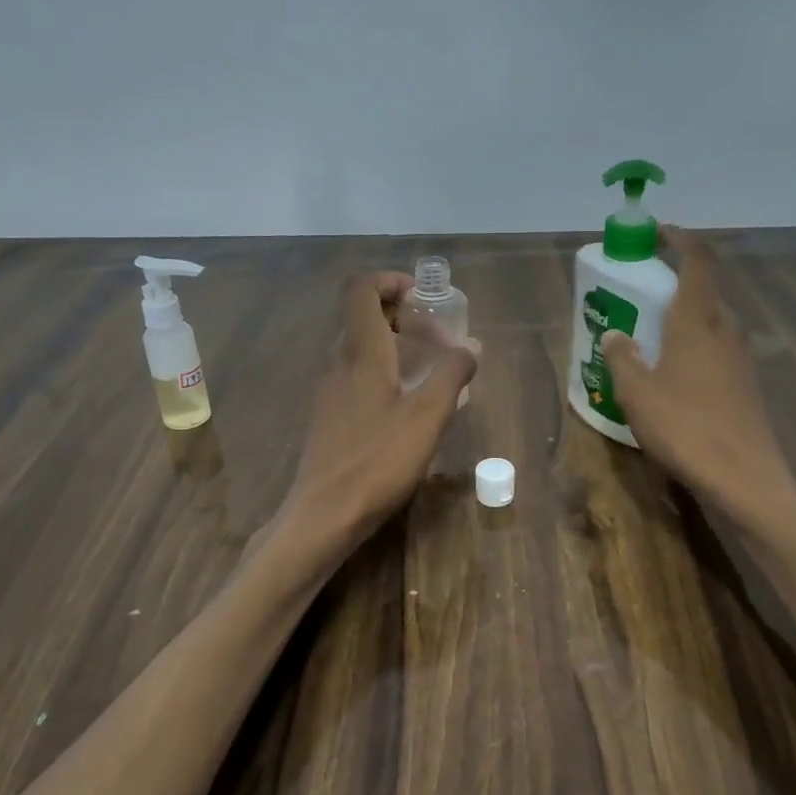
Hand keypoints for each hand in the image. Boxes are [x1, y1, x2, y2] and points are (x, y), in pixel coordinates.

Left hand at [276, 271, 478, 555]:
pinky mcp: (329, 415)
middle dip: (402, 314)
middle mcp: (338, 361)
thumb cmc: (378, 460)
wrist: (324, 514)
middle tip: (439, 338)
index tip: (424, 298)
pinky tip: (408, 405)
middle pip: (362, 315)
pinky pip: (357, 374)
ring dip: (395, 345)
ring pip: (360, 347)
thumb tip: (471, 347)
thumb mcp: (428, 416)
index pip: (361, 288)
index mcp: (360, 351)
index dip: (390, 280)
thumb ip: (452, 374)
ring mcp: (329, 389)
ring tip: (431, 371)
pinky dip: (384, 371)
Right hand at [600, 228, 795, 533]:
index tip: (657, 234)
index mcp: (699, 321)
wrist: (744, 479)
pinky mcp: (746, 384)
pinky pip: (717, 349)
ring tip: (650, 335)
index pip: (698, 260)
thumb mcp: (637, 393)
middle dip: (674, 284)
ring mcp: (741, 358)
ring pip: (711, 322)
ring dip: (684, 318)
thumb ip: (622, 358)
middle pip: (704, 291)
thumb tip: (615, 334)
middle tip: (639, 294)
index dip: (680, 239)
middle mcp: (726, 331)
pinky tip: (673, 374)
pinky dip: (694, 346)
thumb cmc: (686, 428)